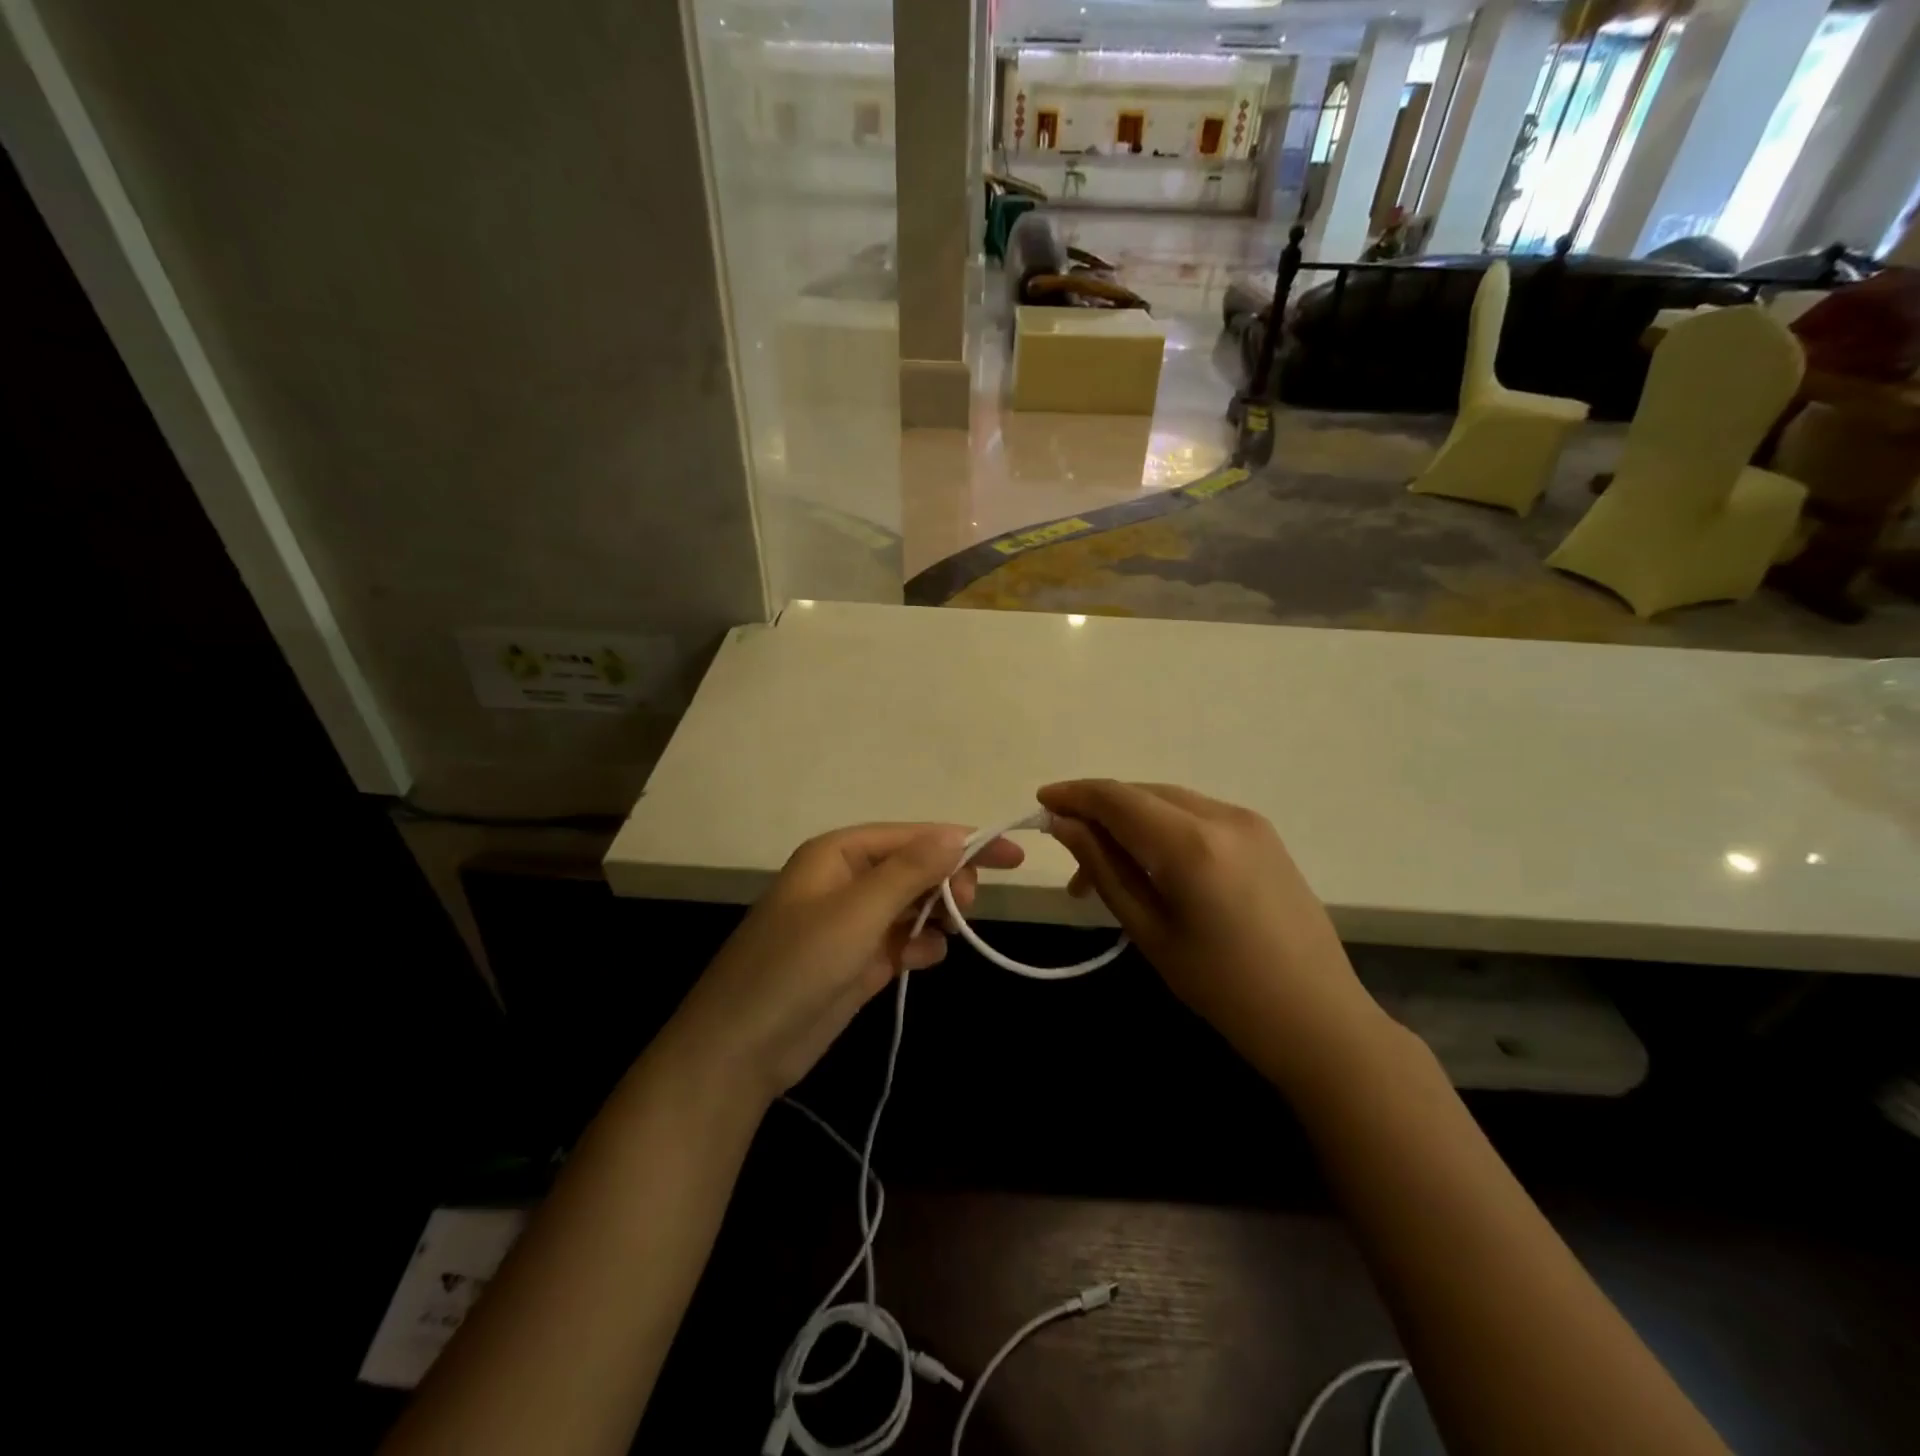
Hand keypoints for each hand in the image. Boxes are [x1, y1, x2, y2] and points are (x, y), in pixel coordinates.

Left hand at [668, 824, 1023, 1101]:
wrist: (742, 1048)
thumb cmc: (798, 964)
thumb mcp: (857, 911)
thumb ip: (910, 871)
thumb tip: (955, 835)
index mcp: (840, 854)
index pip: (913, 836)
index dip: (963, 841)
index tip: (1012, 855)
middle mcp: (846, 880)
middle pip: (915, 867)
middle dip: (947, 881)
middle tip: (968, 905)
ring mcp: (852, 923)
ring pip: (913, 904)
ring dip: (937, 914)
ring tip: (952, 931)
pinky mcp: (857, 961)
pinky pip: (903, 940)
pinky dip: (919, 946)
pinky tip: (922, 959)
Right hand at [1038, 780, 1384, 1084]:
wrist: (1318, 1019)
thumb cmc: (1223, 988)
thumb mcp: (1150, 930)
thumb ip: (1104, 868)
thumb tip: (1063, 824)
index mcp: (1191, 843)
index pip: (1117, 797)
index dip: (1074, 794)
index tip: (1041, 803)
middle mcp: (1222, 816)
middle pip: (1142, 793)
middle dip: (1099, 813)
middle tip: (1071, 859)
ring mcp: (1249, 821)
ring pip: (1169, 801)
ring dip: (1130, 822)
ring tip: (1106, 871)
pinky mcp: (1264, 834)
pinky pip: (1196, 814)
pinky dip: (1162, 828)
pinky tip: (1152, 865)